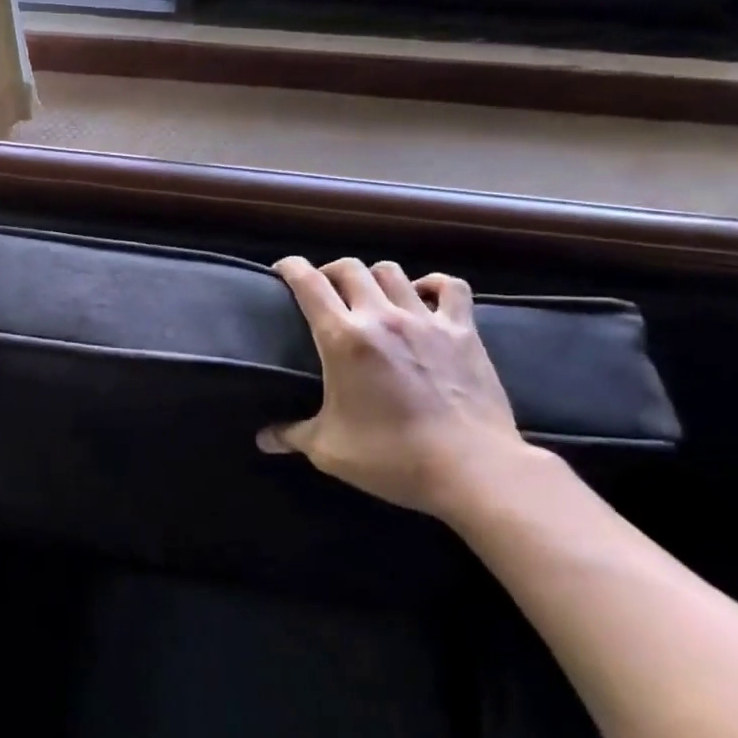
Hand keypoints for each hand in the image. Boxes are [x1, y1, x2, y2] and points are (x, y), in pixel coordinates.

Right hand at [260, 257, 528, 517]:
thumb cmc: (392, 457)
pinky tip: (424, 296)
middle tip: (324, 289)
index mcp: (342, 338)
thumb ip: (292, 435)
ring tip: (370, 295)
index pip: (308, 283)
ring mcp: (425, 320)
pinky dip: (433, 285)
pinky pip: (450, 288)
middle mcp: (381, 317)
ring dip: (374, 277)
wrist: (473, 469)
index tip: (281, 269)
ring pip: (393, 272)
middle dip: (330, 272)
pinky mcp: (463, 332)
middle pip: (349, 268)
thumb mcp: (329, 450)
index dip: (290, 268)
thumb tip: (264, 439)